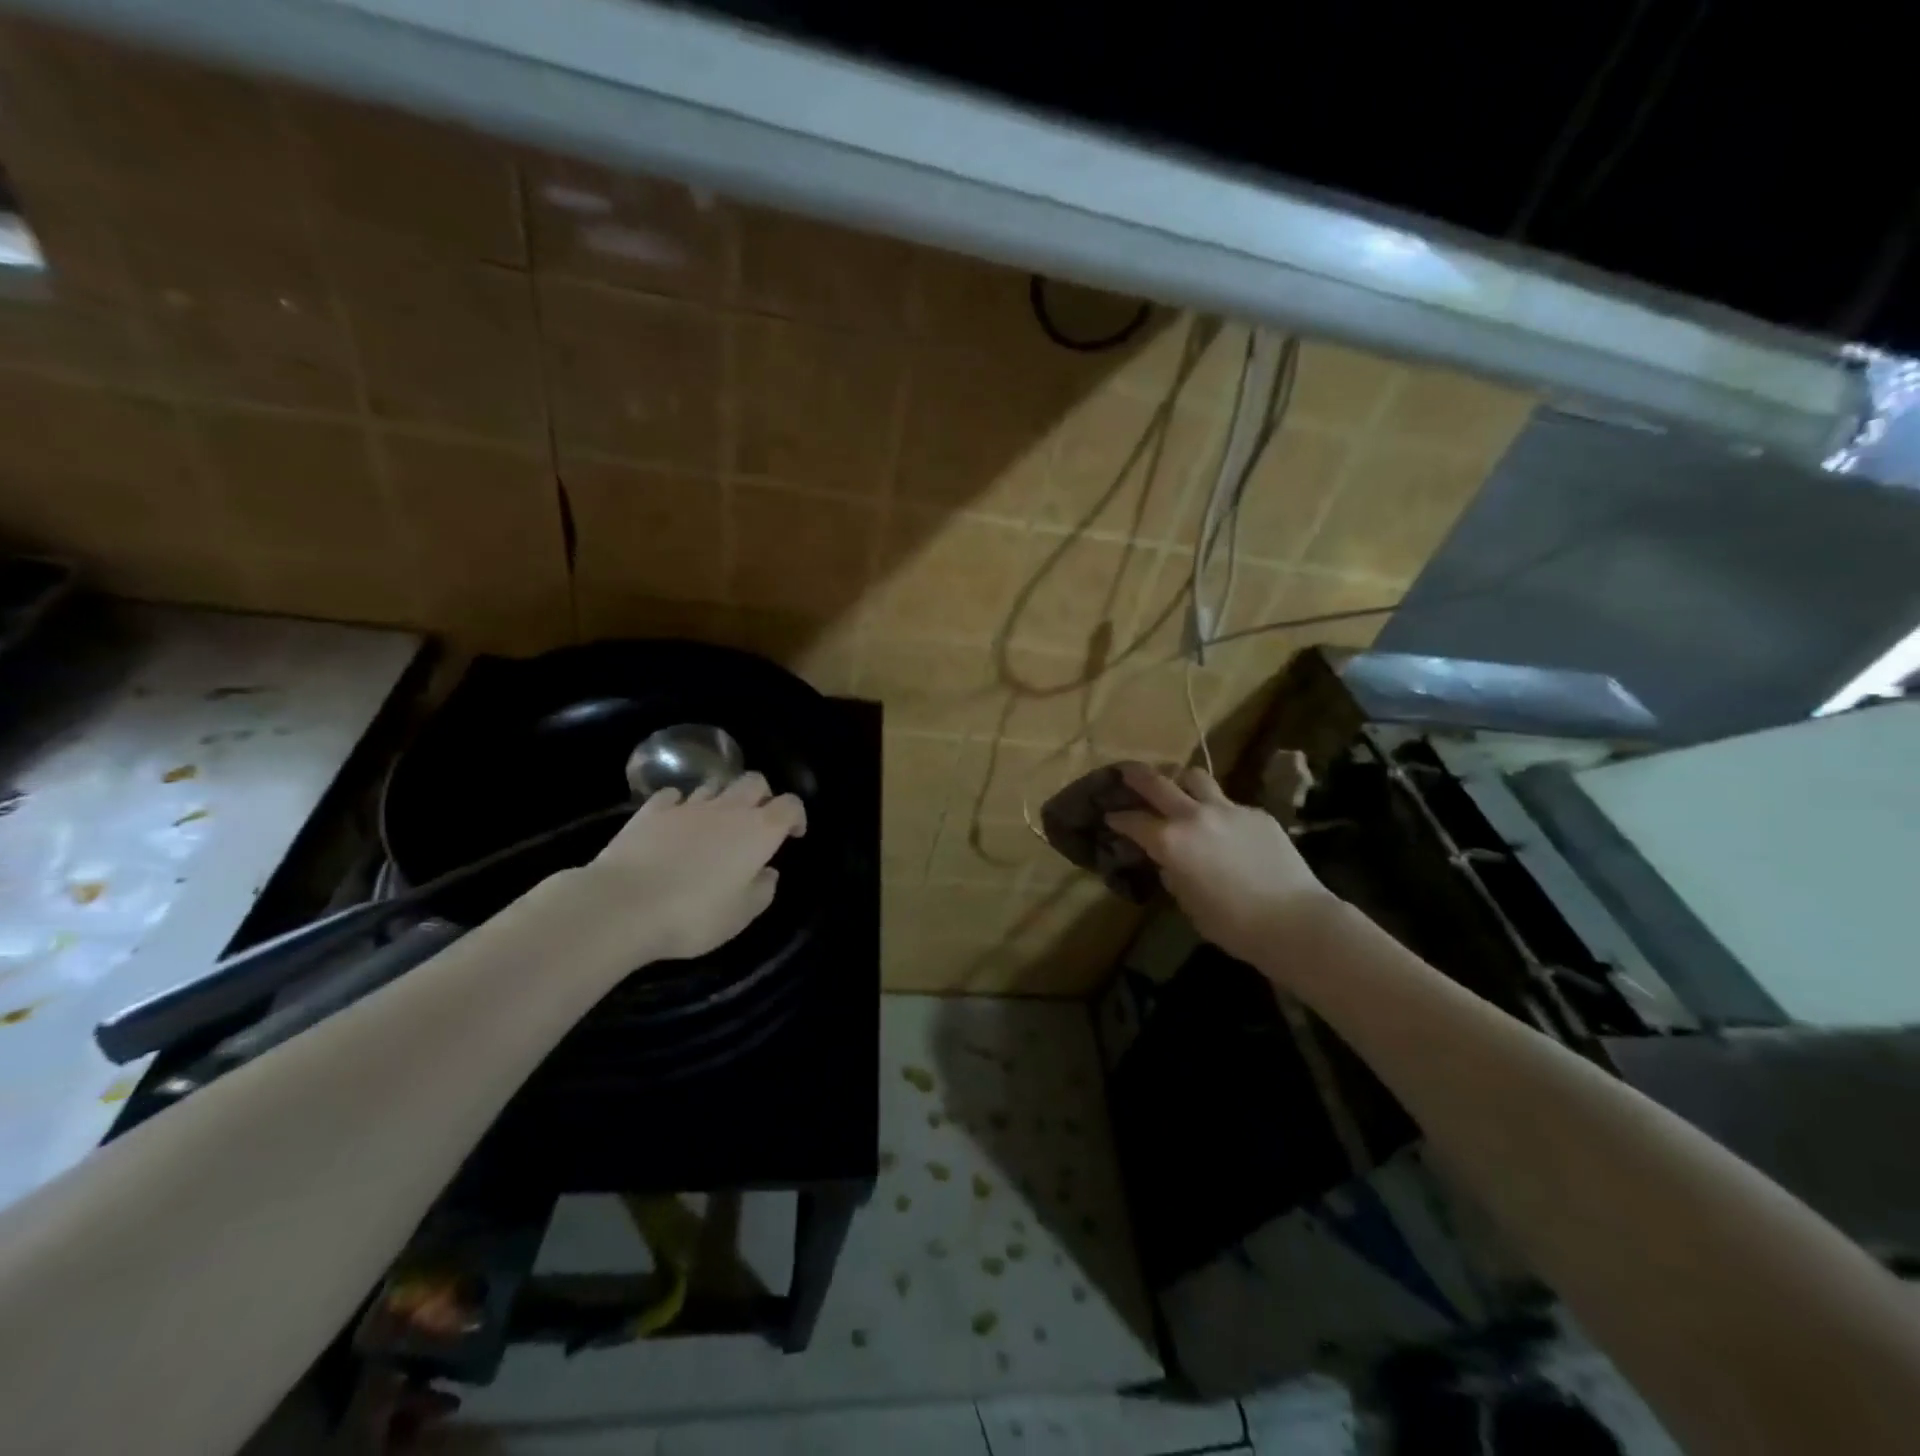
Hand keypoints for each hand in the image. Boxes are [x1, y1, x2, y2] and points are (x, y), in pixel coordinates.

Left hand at [569, 771, 806, 964]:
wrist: (621, 906)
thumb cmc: (693, 915)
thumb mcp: (741, 916)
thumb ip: (762, 890)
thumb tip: (767, 872)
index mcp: (759, 831)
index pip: (790, 805)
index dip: (796, 816)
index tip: (793, 835)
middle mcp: (728, 809)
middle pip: (754, 781)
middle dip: (762, 796)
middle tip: (756, 822)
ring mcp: (687, 806)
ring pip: (715, 785)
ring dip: (722, 799)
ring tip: (715, 824)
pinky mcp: (651, 811)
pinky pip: (674, 796)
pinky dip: (681, 804)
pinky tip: (676, 822)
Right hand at [1106, 762, 1332, 966]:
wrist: (1295, 921)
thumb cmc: (1233, 924)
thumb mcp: (1189, 904)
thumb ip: (1173, 875)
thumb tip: (1169, 862)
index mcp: (1170, 842)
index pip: (1133, 821)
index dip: (1118, 819)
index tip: (1110, 817)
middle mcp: (1193, 816)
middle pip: (1157, 782)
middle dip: (1137, 775)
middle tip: (1126, 771)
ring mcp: (1228, 809)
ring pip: (1196, 777)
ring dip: (1181, 779)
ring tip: (1178, 786)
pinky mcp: (1256, 813)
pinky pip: (1229, 803)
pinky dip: (1217, 810)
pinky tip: (1224, 827)